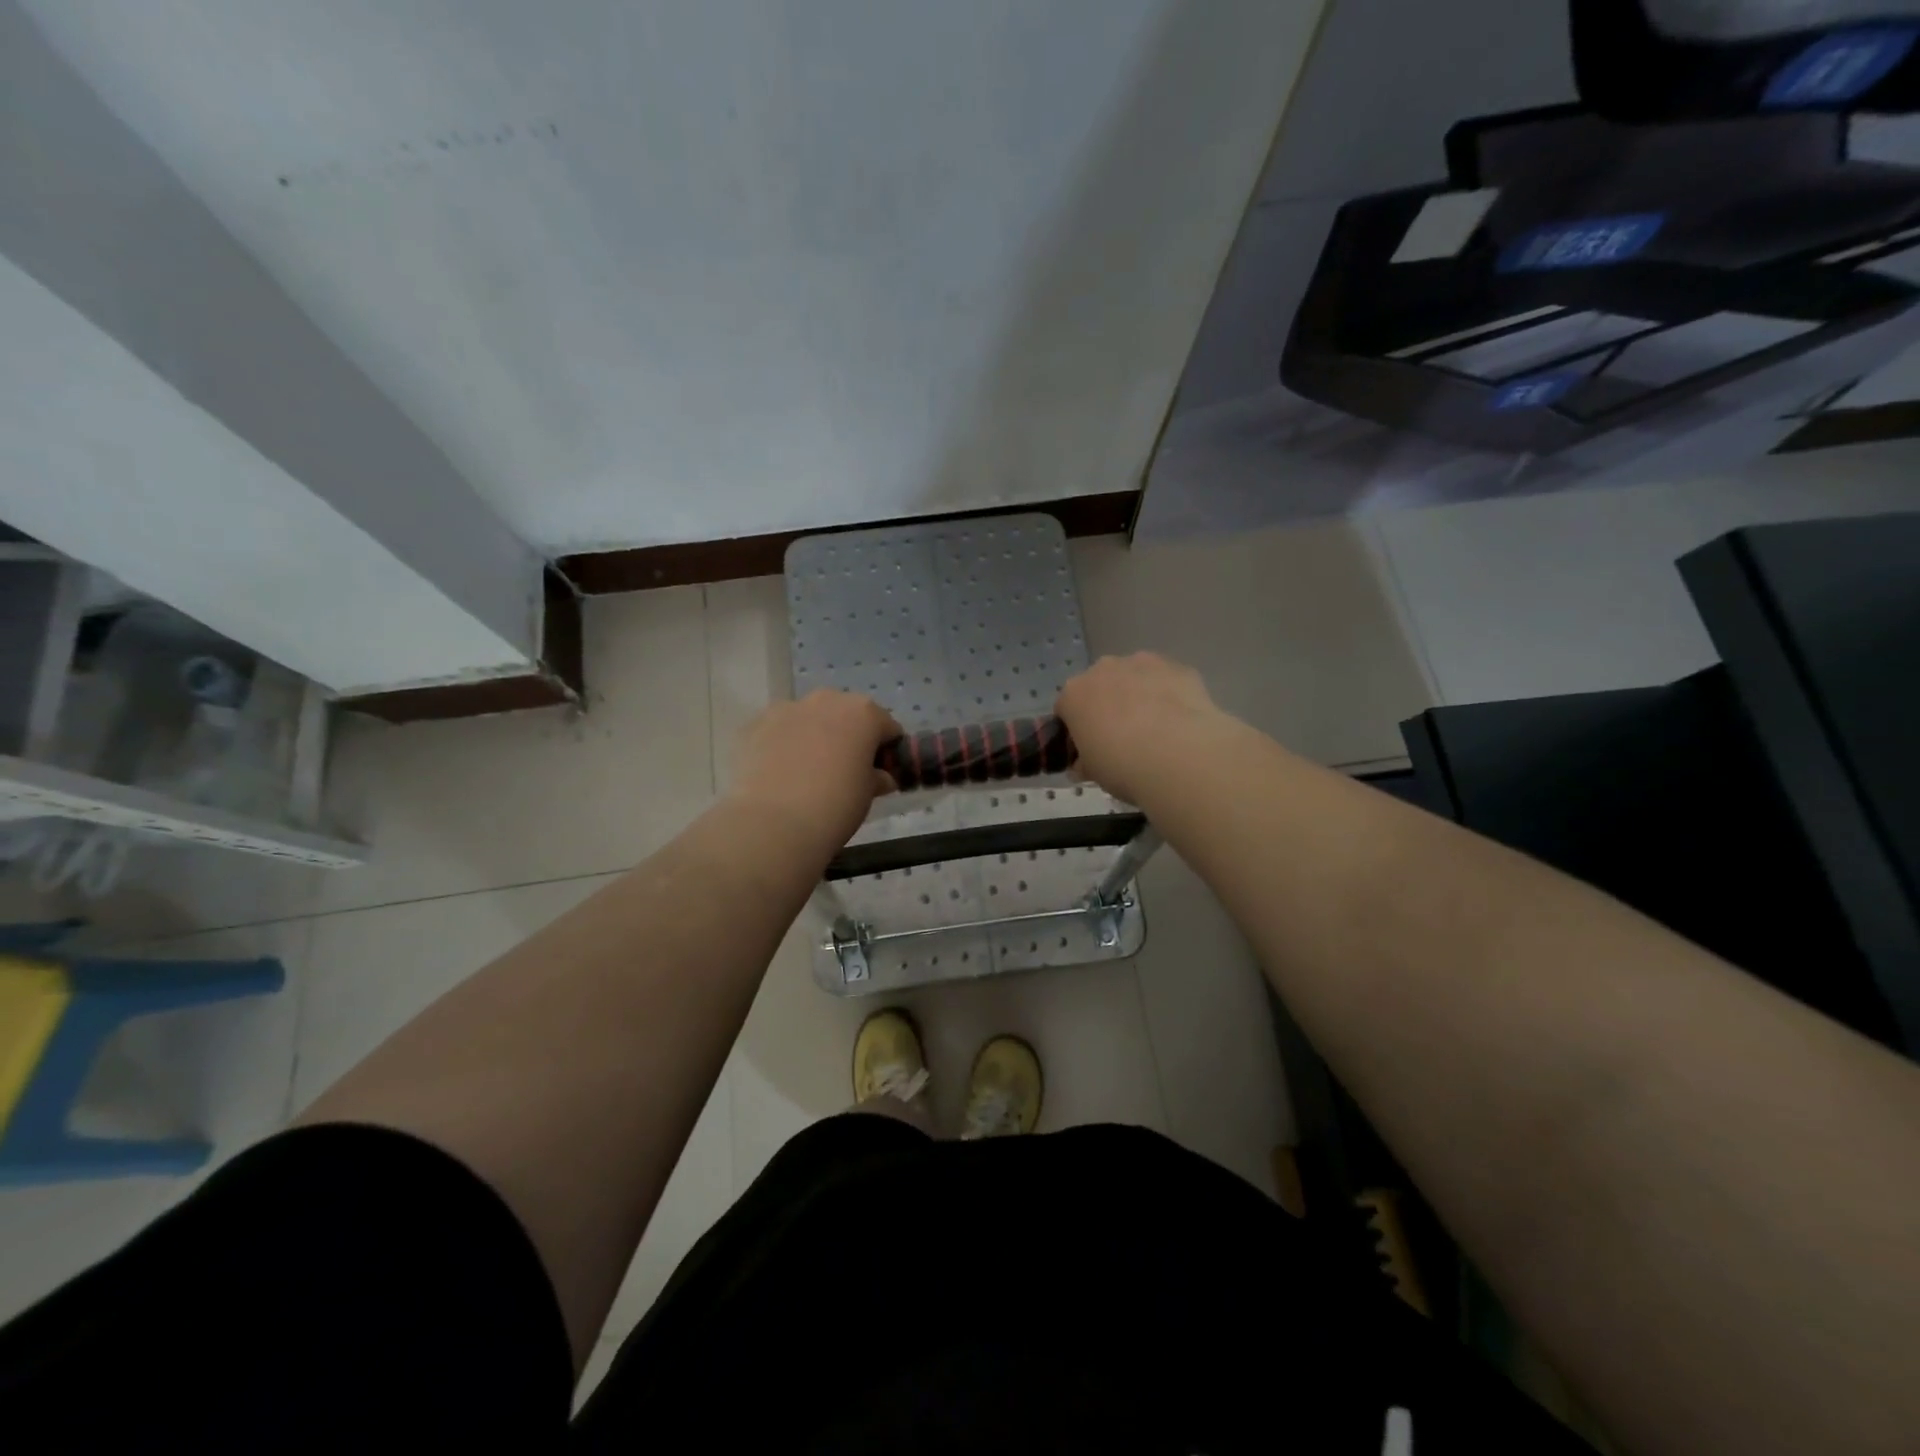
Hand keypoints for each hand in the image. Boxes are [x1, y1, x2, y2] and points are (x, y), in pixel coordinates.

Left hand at [729, 690, 901, 845]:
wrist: (773, 823)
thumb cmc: (836, 804)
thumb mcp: (869, 793)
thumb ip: (878, 777)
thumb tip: (881, 777)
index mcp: (863, 712)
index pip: (887, 727)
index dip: (888, 751)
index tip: (882, 774)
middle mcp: (826, 700)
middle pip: (846, 715)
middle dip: (849, 737)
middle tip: (845, 772)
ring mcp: (787, 709)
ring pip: (810, 719)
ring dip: (815, 737)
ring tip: (808, 773)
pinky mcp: (755, 725)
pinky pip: (780, 731)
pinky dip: (784, 745)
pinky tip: (782, 774)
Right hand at [1055, 653, 1229, 805]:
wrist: (1179, 756)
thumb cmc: (1122, 765)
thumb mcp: (1093, 773)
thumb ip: (1084, 763)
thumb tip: (1084, 765)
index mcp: (1074, 694)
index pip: (1066, 709)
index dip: (1076, 729)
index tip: (1089, 748)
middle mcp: (1104, 669)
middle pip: (1100, 685)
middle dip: (1107, 706)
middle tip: (1122, 739)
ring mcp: (1143, 663)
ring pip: (1135, 677)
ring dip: (1139, 696)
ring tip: (1156, 731)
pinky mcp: (1178, 667)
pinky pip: (1167, 681)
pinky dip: (1169, 696)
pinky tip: (1180, 723)